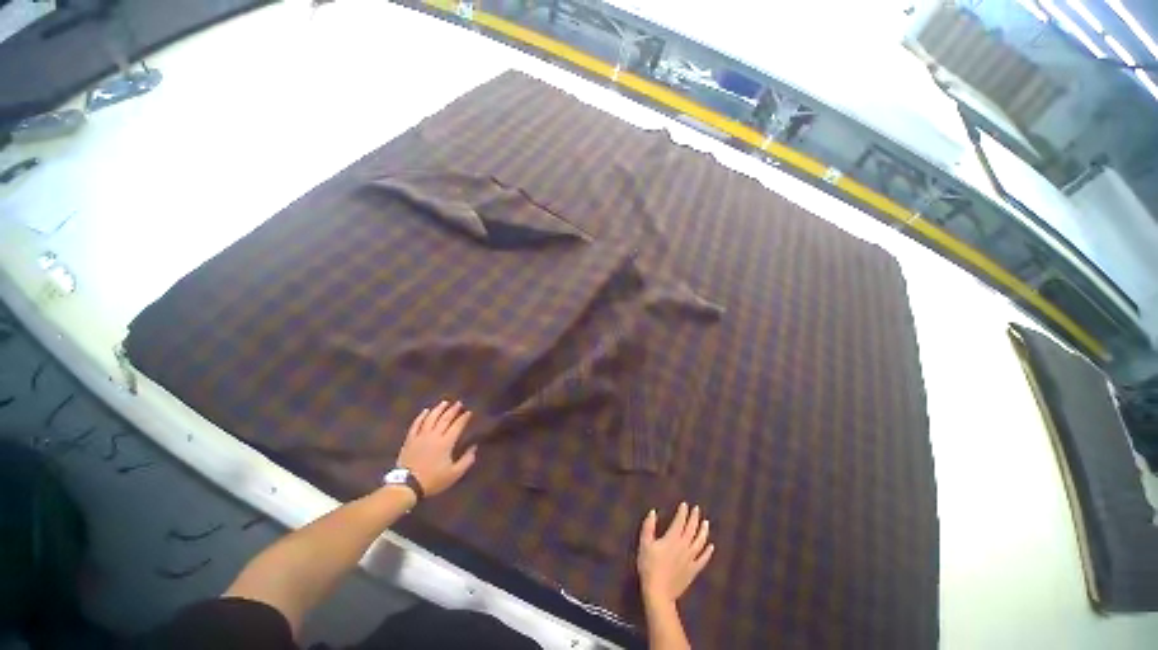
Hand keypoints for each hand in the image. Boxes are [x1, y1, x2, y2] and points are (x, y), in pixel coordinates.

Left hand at [395, 400, 476, 497]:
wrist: (406, 486)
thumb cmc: (432, 480)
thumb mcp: (454, 474)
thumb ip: (466, 460)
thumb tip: (474, 447)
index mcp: (446, 443)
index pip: (457, 426)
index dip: (464, 418)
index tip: (469, 412)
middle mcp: (434, 435)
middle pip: (445, 419)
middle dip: (453, 410)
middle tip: (459, 403)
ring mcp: (420, 436)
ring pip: (431, 418)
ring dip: (438, 409)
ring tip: (444, 402)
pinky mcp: (410, 439)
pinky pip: (416, 424)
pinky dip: (421, 416)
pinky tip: (425, 411)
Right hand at [637, 502, 714, 605]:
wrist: (658, 592)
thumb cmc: (649, 566)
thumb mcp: (644, 543)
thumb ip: (648, 526)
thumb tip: (653, 512)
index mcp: (672, 538)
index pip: (680, 521)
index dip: (683, 512)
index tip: (685, 504)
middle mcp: (684, 546)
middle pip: (691, 529)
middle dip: (694, 518)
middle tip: (697, 509)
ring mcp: (690, 558)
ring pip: (700, 542)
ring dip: (703, 531)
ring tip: (706, 523)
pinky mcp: (693, 570)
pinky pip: (703, 559)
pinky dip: (708, 552)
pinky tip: (711, 546)